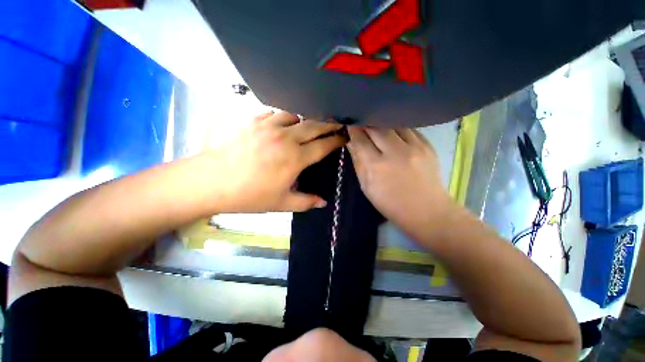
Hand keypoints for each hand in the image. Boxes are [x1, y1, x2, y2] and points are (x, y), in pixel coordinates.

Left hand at [203, 111, 345, 212]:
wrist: (211, 182)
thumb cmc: (250, 196)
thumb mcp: (281, 203)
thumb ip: (306, 202)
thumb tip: (323, 203)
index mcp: (296, 158)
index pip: (323, 145)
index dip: (336, 140)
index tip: (344, 137)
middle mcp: (286, 138)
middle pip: (314, 125)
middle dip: (328, 124)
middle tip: (336, 124)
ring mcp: (268, 126)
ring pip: (295, 115)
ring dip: (304, 120)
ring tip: (306, 126)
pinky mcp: (253, 121)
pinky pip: (274, 113)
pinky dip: (283, 117)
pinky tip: (281, 124)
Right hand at [347, 126, 452, 239]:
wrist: (426, 210)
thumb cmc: (390, 203)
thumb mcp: (367, 187)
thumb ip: (358, 162)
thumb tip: (352, 143)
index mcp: (376, 166)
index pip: (360, 140)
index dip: (353, 130)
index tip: (349, 124)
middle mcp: (395, 152)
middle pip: (376, 128)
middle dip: (365, 123)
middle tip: (360, 121)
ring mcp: (414, 147)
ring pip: (392, 124)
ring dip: (381, 122)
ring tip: (375, 123)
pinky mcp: (427, 145)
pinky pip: (408, 128)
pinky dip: (397, 127)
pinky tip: (392, 129)